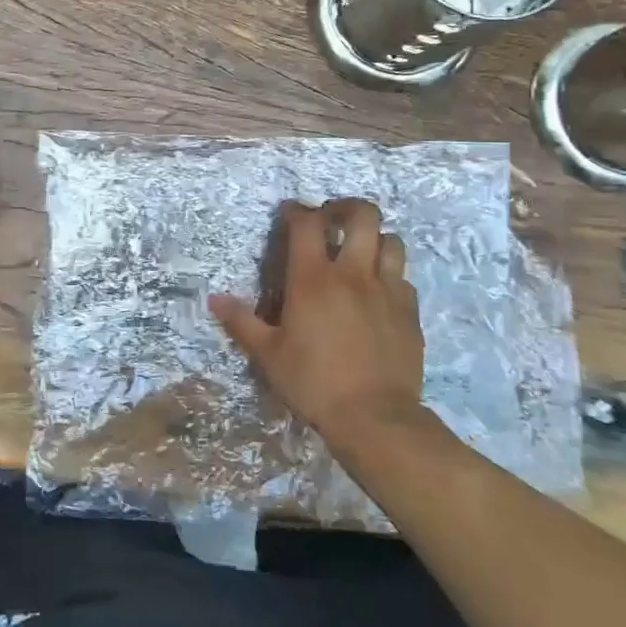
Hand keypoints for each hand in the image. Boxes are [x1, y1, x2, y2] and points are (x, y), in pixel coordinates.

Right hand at [210, 198, 426, 449]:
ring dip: (375, 238)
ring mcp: (388, 290)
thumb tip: (214, 300)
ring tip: (360, 252)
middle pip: (363, 215)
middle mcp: (354, 274)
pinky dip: (390, 275)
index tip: (289, 212)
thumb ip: (242, 322)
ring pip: (391, 241)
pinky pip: (403, 278)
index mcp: (314, 279)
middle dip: (346, 207)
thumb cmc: (314, 383)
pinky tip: (378, 293)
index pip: (307, 223)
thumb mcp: (269, 355)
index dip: (297, 210)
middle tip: (331, 220)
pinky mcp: (410, 312)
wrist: (376, 418)